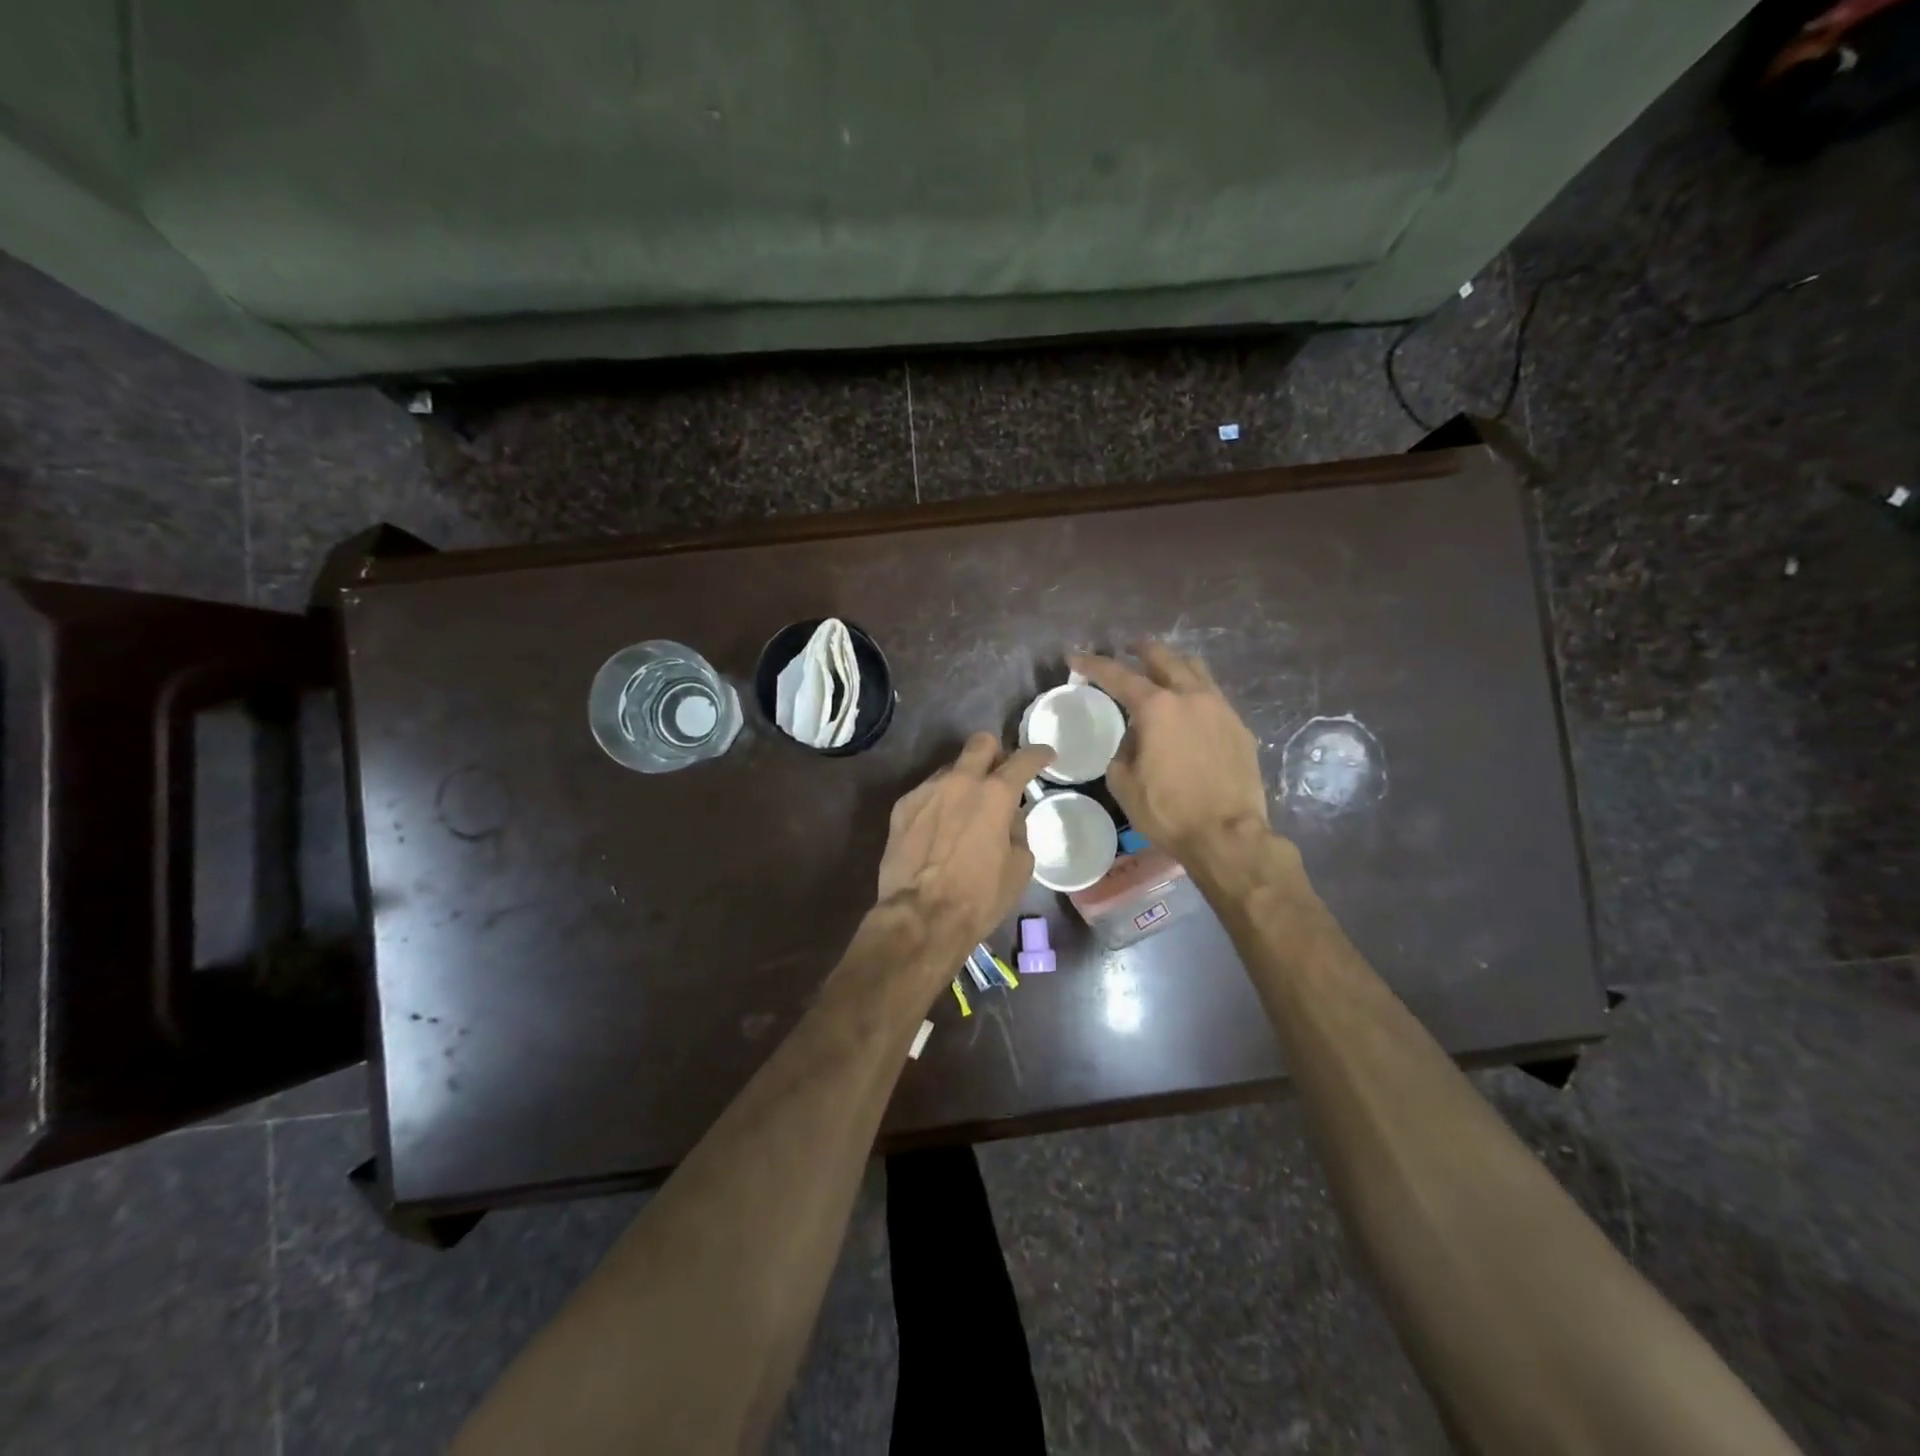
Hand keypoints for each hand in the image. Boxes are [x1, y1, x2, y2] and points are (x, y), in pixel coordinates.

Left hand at [876, 733, 1054, 962]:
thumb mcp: (1019, 868)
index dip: (1038, 754)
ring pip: (950, 769)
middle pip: (980, 743)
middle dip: (995, 752)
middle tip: (1000, 774)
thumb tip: (1009, 818)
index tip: (1045, 756)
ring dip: (963, 782)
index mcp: (995, 794)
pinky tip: (939, 830)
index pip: (1023, 759)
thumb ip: (1018, 831)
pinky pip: (928, 794)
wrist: (920, 917)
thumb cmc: (979, 897)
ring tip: (965, 811)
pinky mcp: (901, 807)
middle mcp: (960, 781)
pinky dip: (939, 804)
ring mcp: (926, 791)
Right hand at [1070, 642, 1272, 867]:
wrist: (1227, 835)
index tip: (1075, 658)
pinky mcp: (1239, 728)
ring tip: (1163, 671)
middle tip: (1129, 648)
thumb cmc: (1168, 811)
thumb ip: (1124, 748)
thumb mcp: (1124, 782)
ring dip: (1174, 665)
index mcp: (1157, 707)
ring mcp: (1220, 709)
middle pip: (1163, 658)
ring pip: (1196, 670)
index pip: (1118, 675)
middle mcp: (1191, 697)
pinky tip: (1189, 710)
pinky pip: (1214, 697)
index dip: (1093, 665)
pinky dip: (1195, 693)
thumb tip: (1135, 736)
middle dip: (1141, 649)